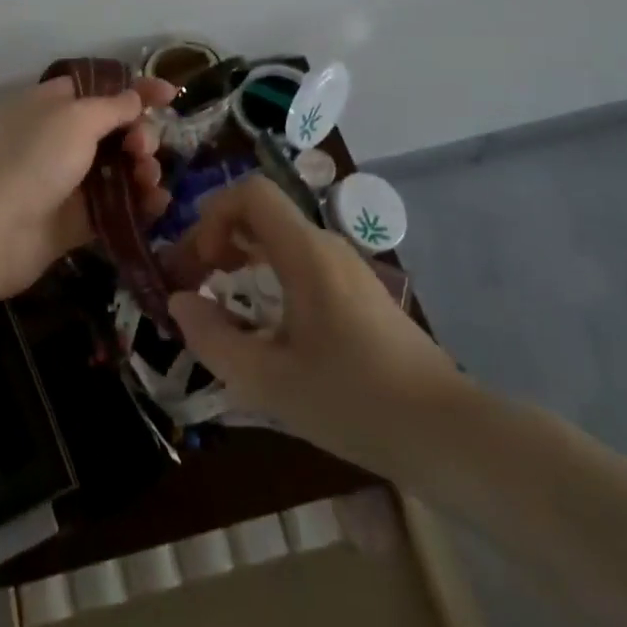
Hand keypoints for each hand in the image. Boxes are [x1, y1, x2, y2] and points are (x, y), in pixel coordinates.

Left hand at [0, 74, 176, 298]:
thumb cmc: (33, 157)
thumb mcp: (76, 117)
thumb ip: (113, 107)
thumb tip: (134, 98)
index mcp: (52, 104)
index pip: (101, 88)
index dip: (136, 90)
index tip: (170, 96)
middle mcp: (59, 139)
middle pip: (115, 130)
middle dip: (140, 135)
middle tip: (142, 149)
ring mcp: (66, 181)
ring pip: (118, 170)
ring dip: (143, 170)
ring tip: (149, 179)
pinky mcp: (73, 221)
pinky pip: (114, 207)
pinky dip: (138, 204)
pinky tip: (157, 204)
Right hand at [162, 176, 467, 479]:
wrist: (448, 434)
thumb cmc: (354, 402)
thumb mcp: (268, 381)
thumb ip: (213, 339)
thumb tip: (178, 303)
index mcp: (306, 253)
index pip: (251, 193)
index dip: (212, 215)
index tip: (198, 265)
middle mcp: (326, 247)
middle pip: (260, 213)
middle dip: (216, 238)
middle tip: (191, 283)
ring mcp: (346, 269)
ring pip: (278, 238)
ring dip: (239, 258)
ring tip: (217, 301)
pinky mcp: (357, 293)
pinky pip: (299, 262)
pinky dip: (265, 275)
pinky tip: (260, 322)